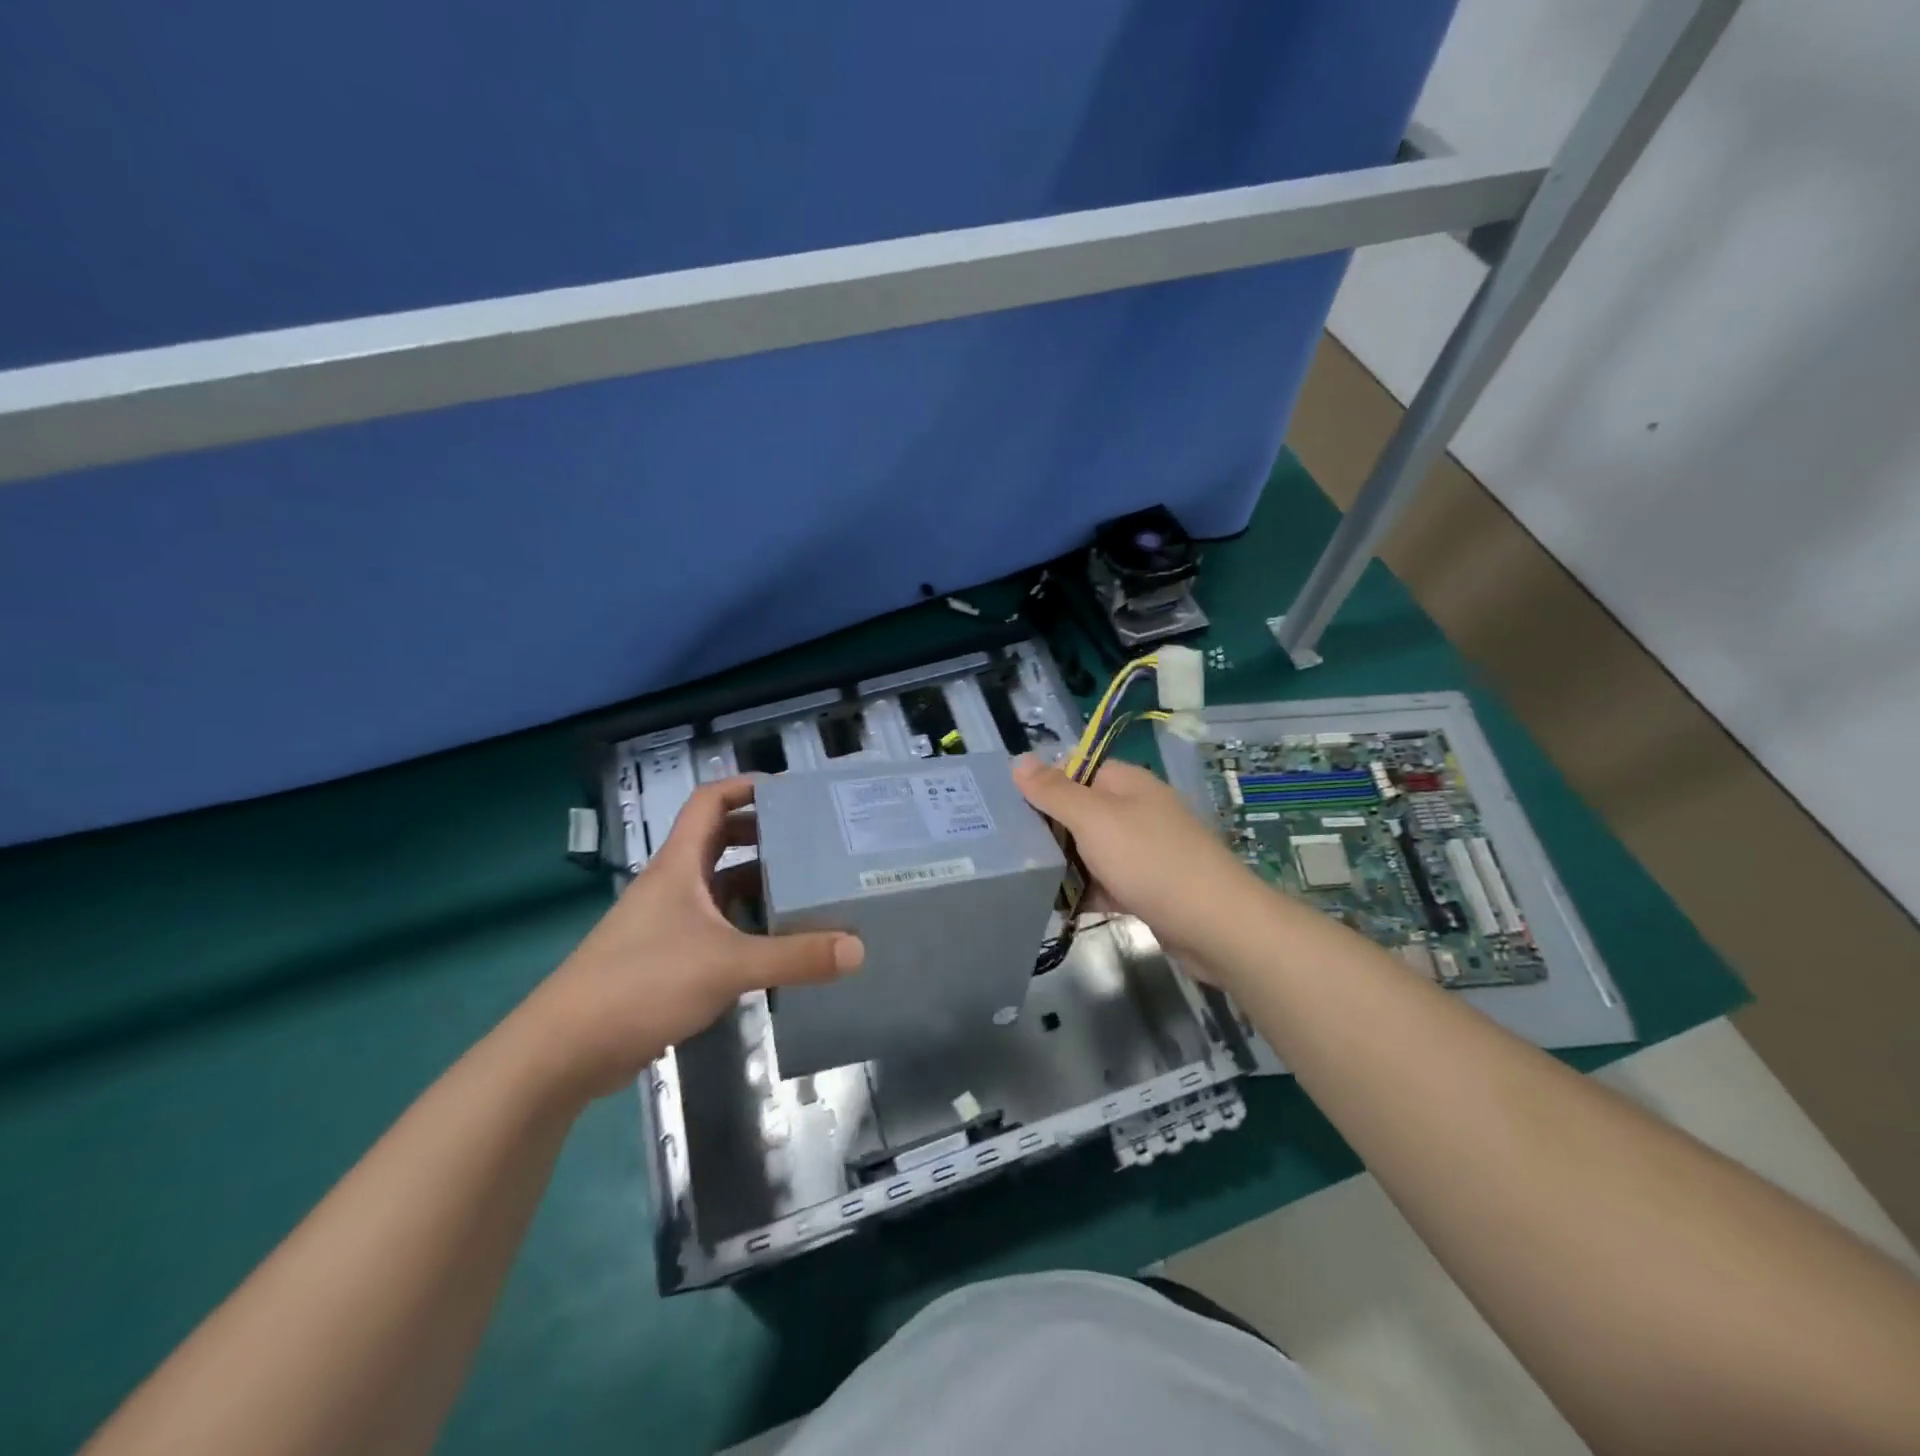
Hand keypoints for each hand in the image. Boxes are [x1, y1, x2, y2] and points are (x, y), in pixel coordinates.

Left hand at [519, 777, 863, 1100]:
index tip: (789, 791)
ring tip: (805, 887)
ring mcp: (666, 922)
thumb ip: (794, 957)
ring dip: (756, 883)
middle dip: (762, 834)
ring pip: (718, 887)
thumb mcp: (727, 966)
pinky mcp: (665, 958)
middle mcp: (672, 885)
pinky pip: (714, 926)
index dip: (745, 787)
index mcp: (679, 866)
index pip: (709, 802)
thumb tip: (857, 950)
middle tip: (810, 841)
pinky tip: (775, 942)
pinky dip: (744, 924)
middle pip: (718, 841)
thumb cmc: (643, 983)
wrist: (565, 1049)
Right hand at [1012, 754, 1260, 969]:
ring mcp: (1143, 850)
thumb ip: (1054, 791)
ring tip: (1021, 880)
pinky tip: (1055, 907)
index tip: (1006, 809)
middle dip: (1047, 830)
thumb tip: (1018, 759)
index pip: (1075, 770)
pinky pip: (1105, 882)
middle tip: (1007, 849)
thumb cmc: (1150, 861)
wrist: (1215, 925)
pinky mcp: (1146, 887)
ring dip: (1063, 864)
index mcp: (1126, 783)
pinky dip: (1085, 891)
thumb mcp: (1094, 819)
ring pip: (1090, 850)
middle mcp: (1135, 810)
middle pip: (1079, 812)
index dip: (1042, 786)